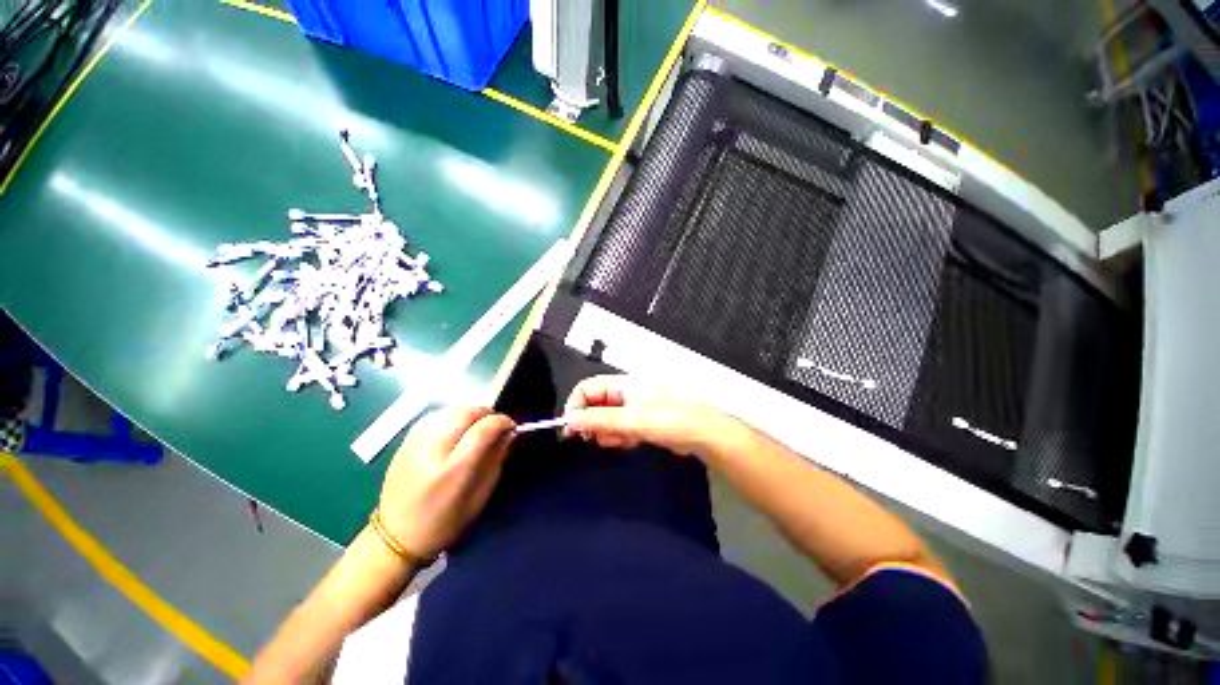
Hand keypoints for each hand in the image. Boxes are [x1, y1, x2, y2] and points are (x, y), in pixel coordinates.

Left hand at [377, 407, 514, 559]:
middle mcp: (431, 451)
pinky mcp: (405, 440)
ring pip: (451, 409)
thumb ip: (496, 460)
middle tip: (495, 426)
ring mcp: (414, 443)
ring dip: (471, 413)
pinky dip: (453, 415)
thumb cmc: (444, 522)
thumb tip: (508, 433)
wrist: (395, 536)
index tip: (511, 427)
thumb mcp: (480, 497)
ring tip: (477, 426)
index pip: (482, 429)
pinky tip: (457, 428)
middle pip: (466, 413)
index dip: (502, 422)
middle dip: (487, 414)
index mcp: (453, 471)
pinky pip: (436, 415)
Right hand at [561, 375, 728, 456]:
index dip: (576, 405)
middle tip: (593, 438)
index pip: (587, 388)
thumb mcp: (630, 419)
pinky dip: (619, 436)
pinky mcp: (642, 422)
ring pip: (607, 419)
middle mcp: (626, 392)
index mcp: (622, 383)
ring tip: (618, 440)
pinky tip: (628, 443)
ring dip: (606, 432)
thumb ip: (598, 419)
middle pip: (595, 404)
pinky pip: (620, 428)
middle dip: (592, 422)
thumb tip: (569, 420)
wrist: (702, 433)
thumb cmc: (668, 418)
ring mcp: (634, 407)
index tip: (571, 428)